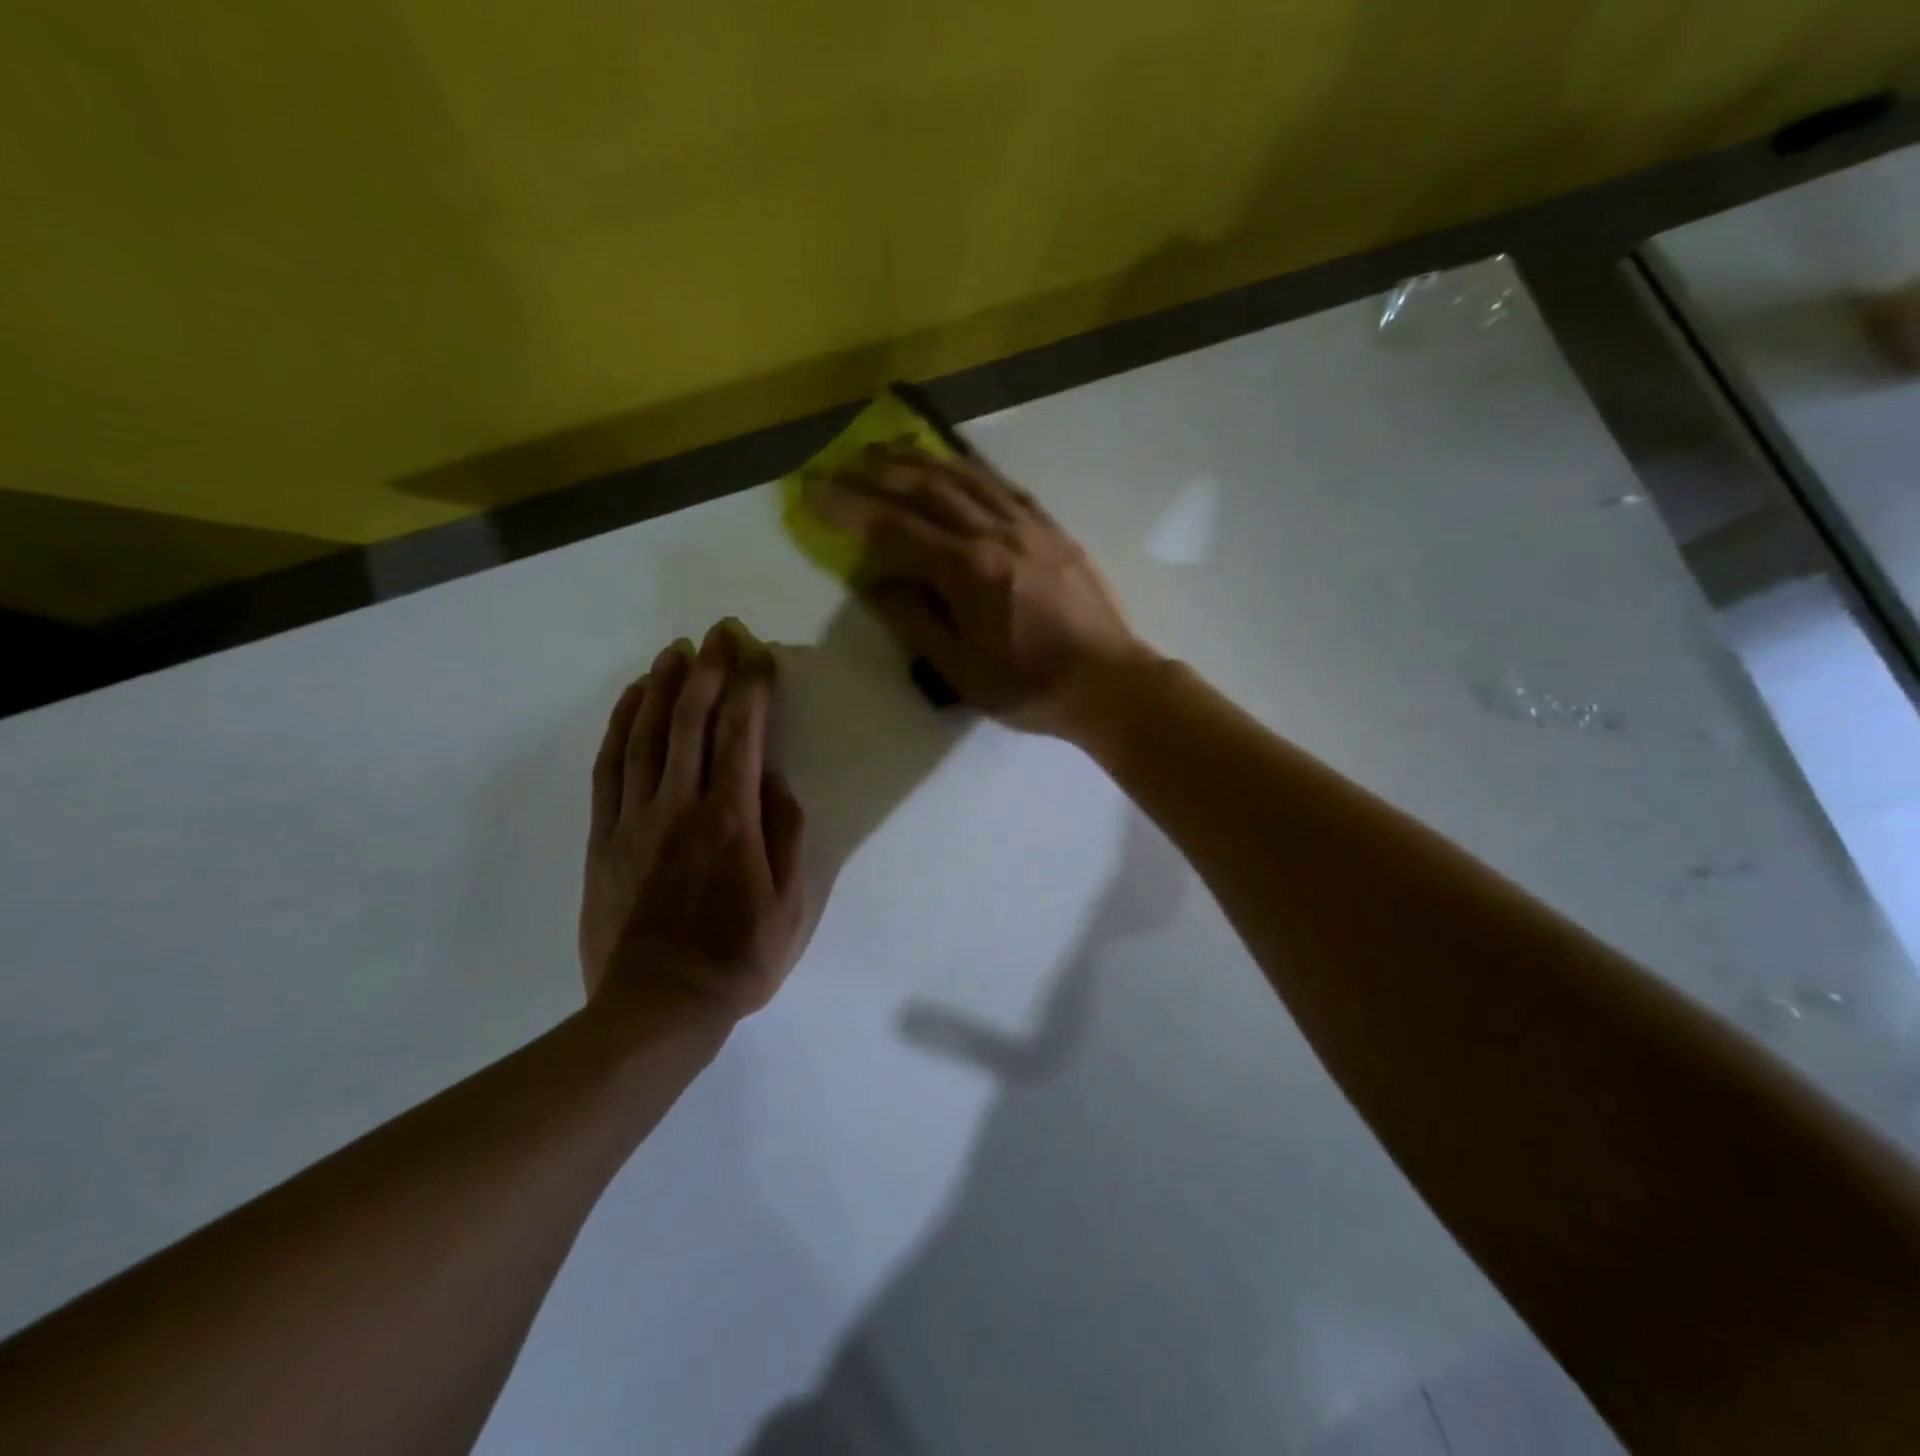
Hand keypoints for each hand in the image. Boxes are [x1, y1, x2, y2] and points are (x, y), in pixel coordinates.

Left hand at [580, 620, 809, 1025]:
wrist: (658, 1006)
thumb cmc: (738, 958)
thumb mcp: (792, 905)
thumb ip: (787, 836)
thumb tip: (777, 782)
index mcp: (731, 820)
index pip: (742, 734)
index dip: (752, 687)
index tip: (759, 654)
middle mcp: (680, 806)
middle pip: (691, 719)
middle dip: (709, 669)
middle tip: (721, 633)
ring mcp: (634, 819)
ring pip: (645, 734)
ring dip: (662, 685)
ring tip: (676, 650)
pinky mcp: (604, 837)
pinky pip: (609, 768)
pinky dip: (620, 726)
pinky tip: (631, 700)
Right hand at [812, 446, 1157, 738]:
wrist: (1110, 682)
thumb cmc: (1031, 686)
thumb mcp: (962, 671)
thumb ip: (916, 622)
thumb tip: (877, 584)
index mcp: (969, 570)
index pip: (894, 528)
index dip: (849, 508)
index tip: (812, 491)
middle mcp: (996, 533)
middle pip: (927, 488)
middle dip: (877, 472)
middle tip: (841, 462)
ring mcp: (1028, 526)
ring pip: (965, 477)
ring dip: (920, 459)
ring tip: (886, 450)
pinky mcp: (1052, 529)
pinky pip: (1002, 486)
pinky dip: (968, 470)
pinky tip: (954, 466)